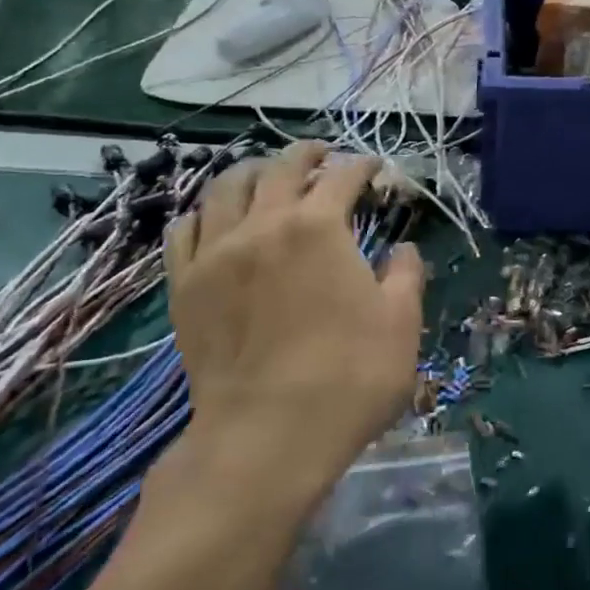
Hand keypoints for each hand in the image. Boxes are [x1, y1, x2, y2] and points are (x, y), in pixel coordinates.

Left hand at [148, 142, 424, 531]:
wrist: (266, 436)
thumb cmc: (347, 378)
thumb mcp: (401, 325)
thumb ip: (405, 275)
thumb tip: (403, 250)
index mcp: (319, 227)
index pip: (342, 177)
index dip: (362, 165)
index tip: (374, 167)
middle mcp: (262, 224)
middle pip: (280, 169)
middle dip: (306, 154)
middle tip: (321, 153)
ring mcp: (216, 253)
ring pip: (225, 188)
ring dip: (252, 172)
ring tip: (266, 175)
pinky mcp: (184, 285)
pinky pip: (185, 229)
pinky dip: (204, 212)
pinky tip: (215, 218)